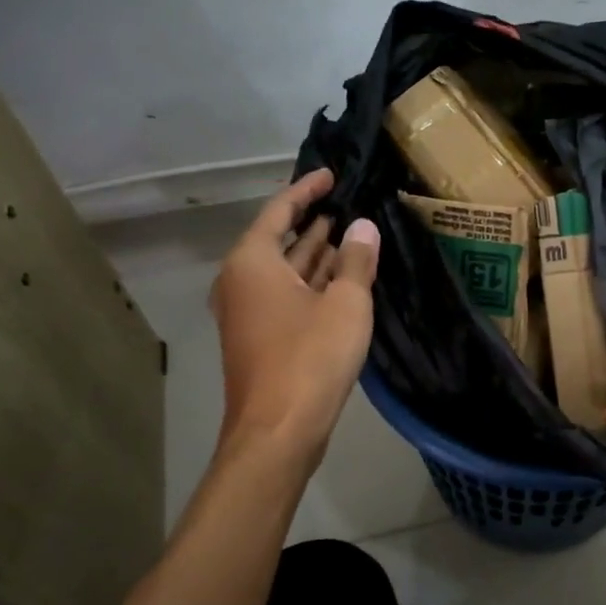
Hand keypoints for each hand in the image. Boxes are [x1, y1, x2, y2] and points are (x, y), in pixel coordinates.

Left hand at [209, 168, 378, 455]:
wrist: (278, 430)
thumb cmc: (310, 358)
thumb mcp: (345, 304)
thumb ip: (355, 261)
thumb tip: (363, 227)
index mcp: (253, 262)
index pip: (280, 210)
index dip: (307, 190)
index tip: (332, 174)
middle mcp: (242, 281)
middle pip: (279, 239)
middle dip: (313, 221)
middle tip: (348, 202)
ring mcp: (248, 312)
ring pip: (285, 270)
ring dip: (315, 252)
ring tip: (349, 232)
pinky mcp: (261, 337)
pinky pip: (287, 294)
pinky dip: (312, 281)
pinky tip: (341, 278)